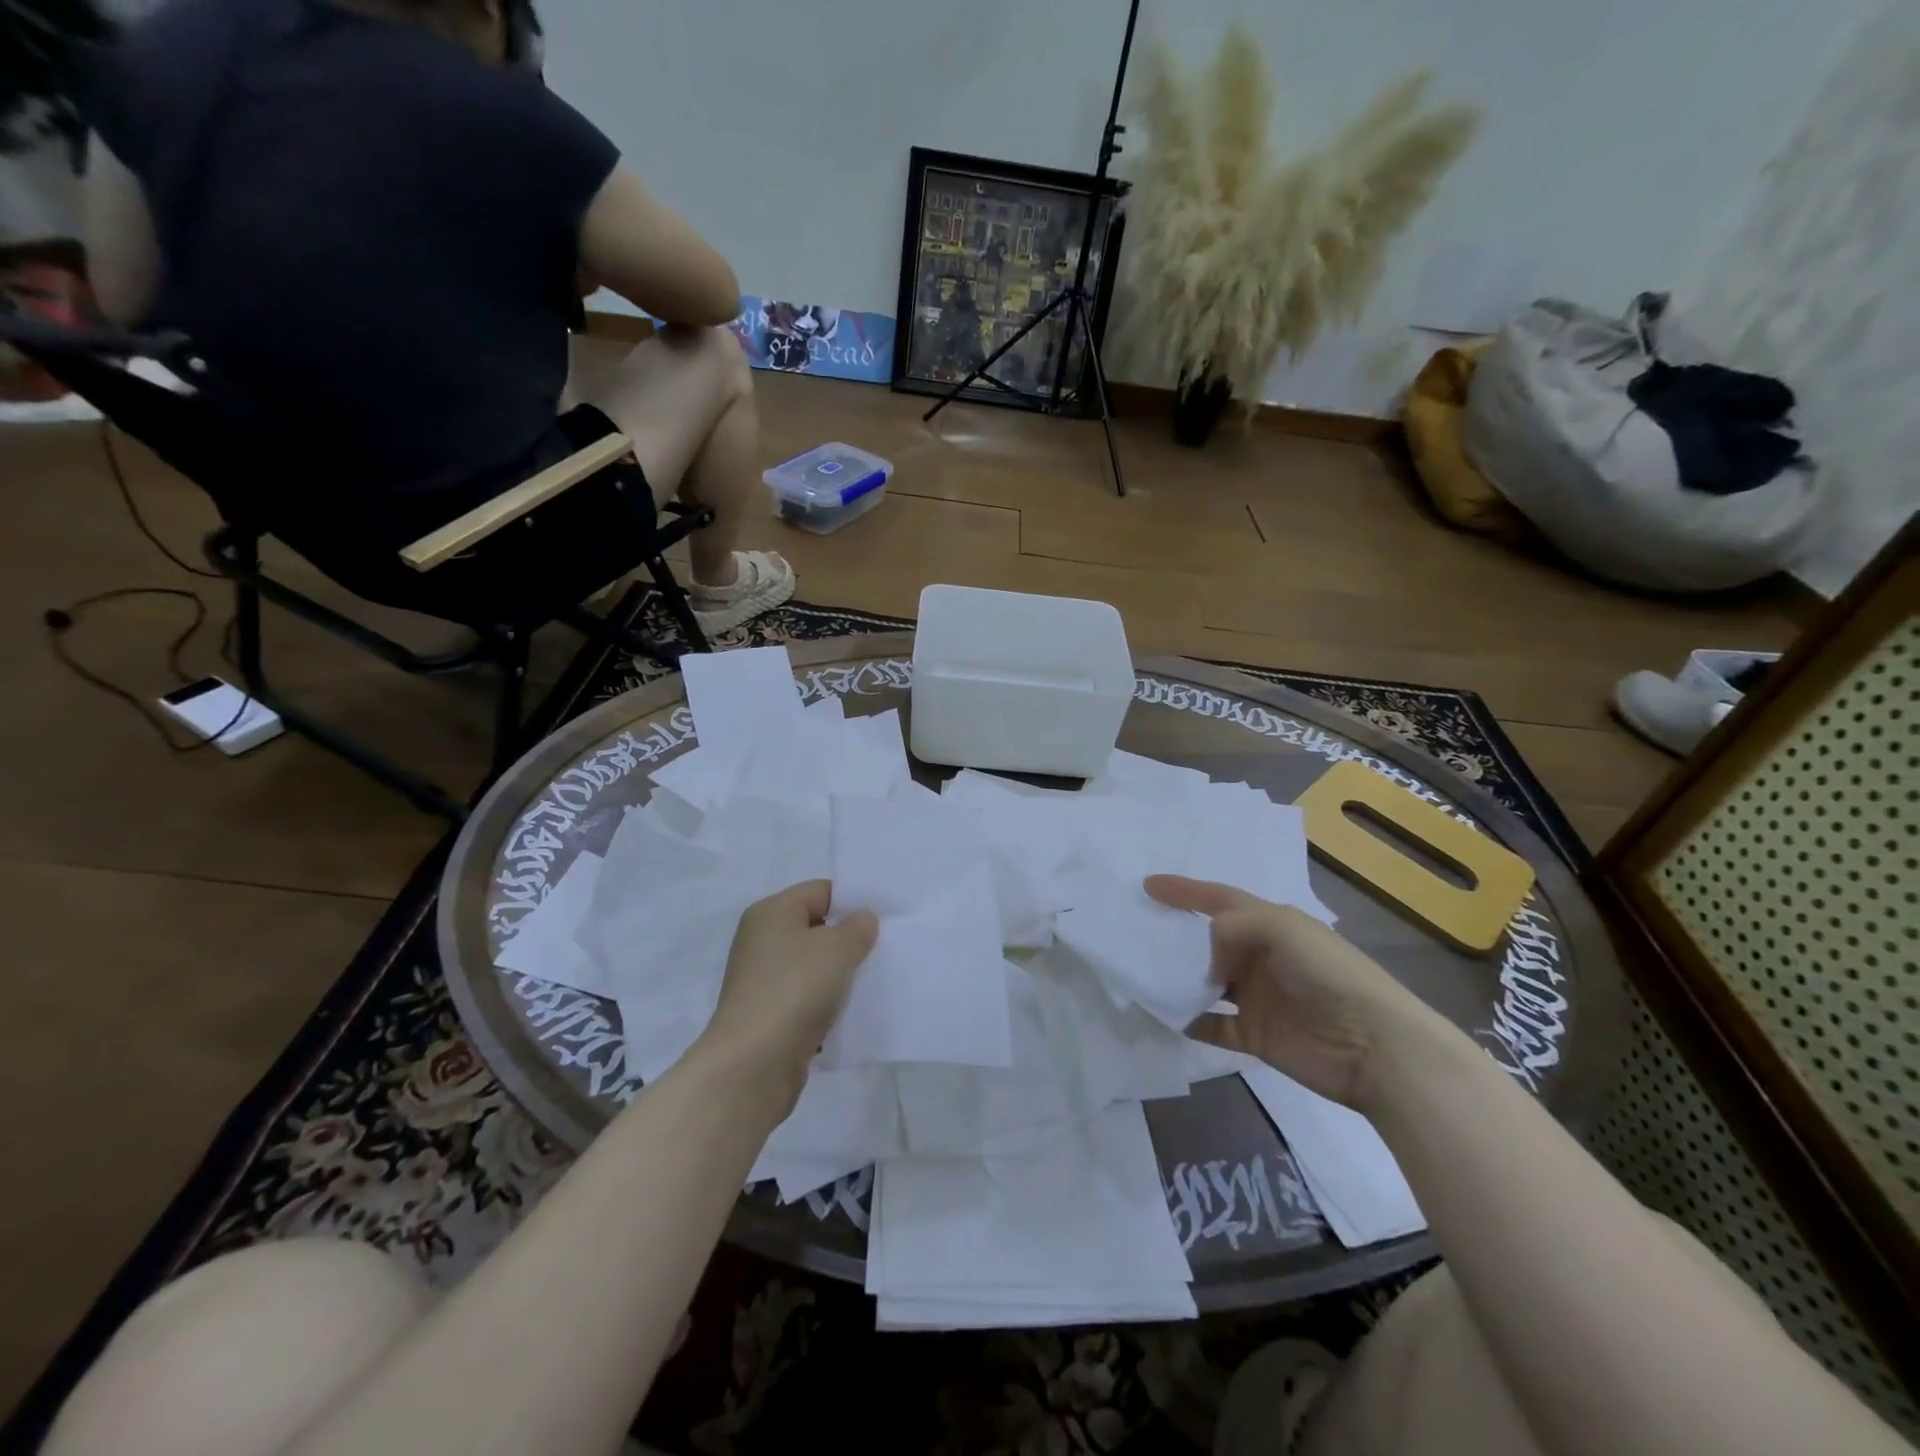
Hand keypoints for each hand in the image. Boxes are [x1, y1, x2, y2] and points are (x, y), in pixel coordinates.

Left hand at [699, 881, 877, 1107]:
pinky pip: (807, 998)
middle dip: (849, 938)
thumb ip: (857, 927)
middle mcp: (762, 941)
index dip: (853, 900)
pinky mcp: (769, 1015)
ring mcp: (763, 980)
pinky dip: (828, 1003)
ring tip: (874, 980)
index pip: (820, 891)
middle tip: (885, 948)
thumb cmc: (795, 990)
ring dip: (840, 974)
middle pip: (816, 928)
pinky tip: (852, 1011)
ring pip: (813, 966)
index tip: (885, 917)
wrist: (754, 1064)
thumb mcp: (837, 948)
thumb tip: (862, 920)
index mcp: (771, 912)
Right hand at [1145, 875, 1449, 1111]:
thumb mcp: (1281, 928)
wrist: (1374, 1047)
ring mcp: (1256, 997)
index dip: (1184, 890)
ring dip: (1178, 978)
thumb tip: (1206, 959)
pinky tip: (1165, 1015)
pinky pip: (1212, 1025)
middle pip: (1207, 941)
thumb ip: (1233, 928)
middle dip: (1175, 935)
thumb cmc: (1328, 974)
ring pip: (1205, 982)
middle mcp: (1259, 957)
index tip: (1148, 885)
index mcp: (1270, 924)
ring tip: (1142, 974)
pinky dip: (1189, 1020)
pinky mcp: (1255, 1035)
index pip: (1219, 899)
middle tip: (1136, 932)